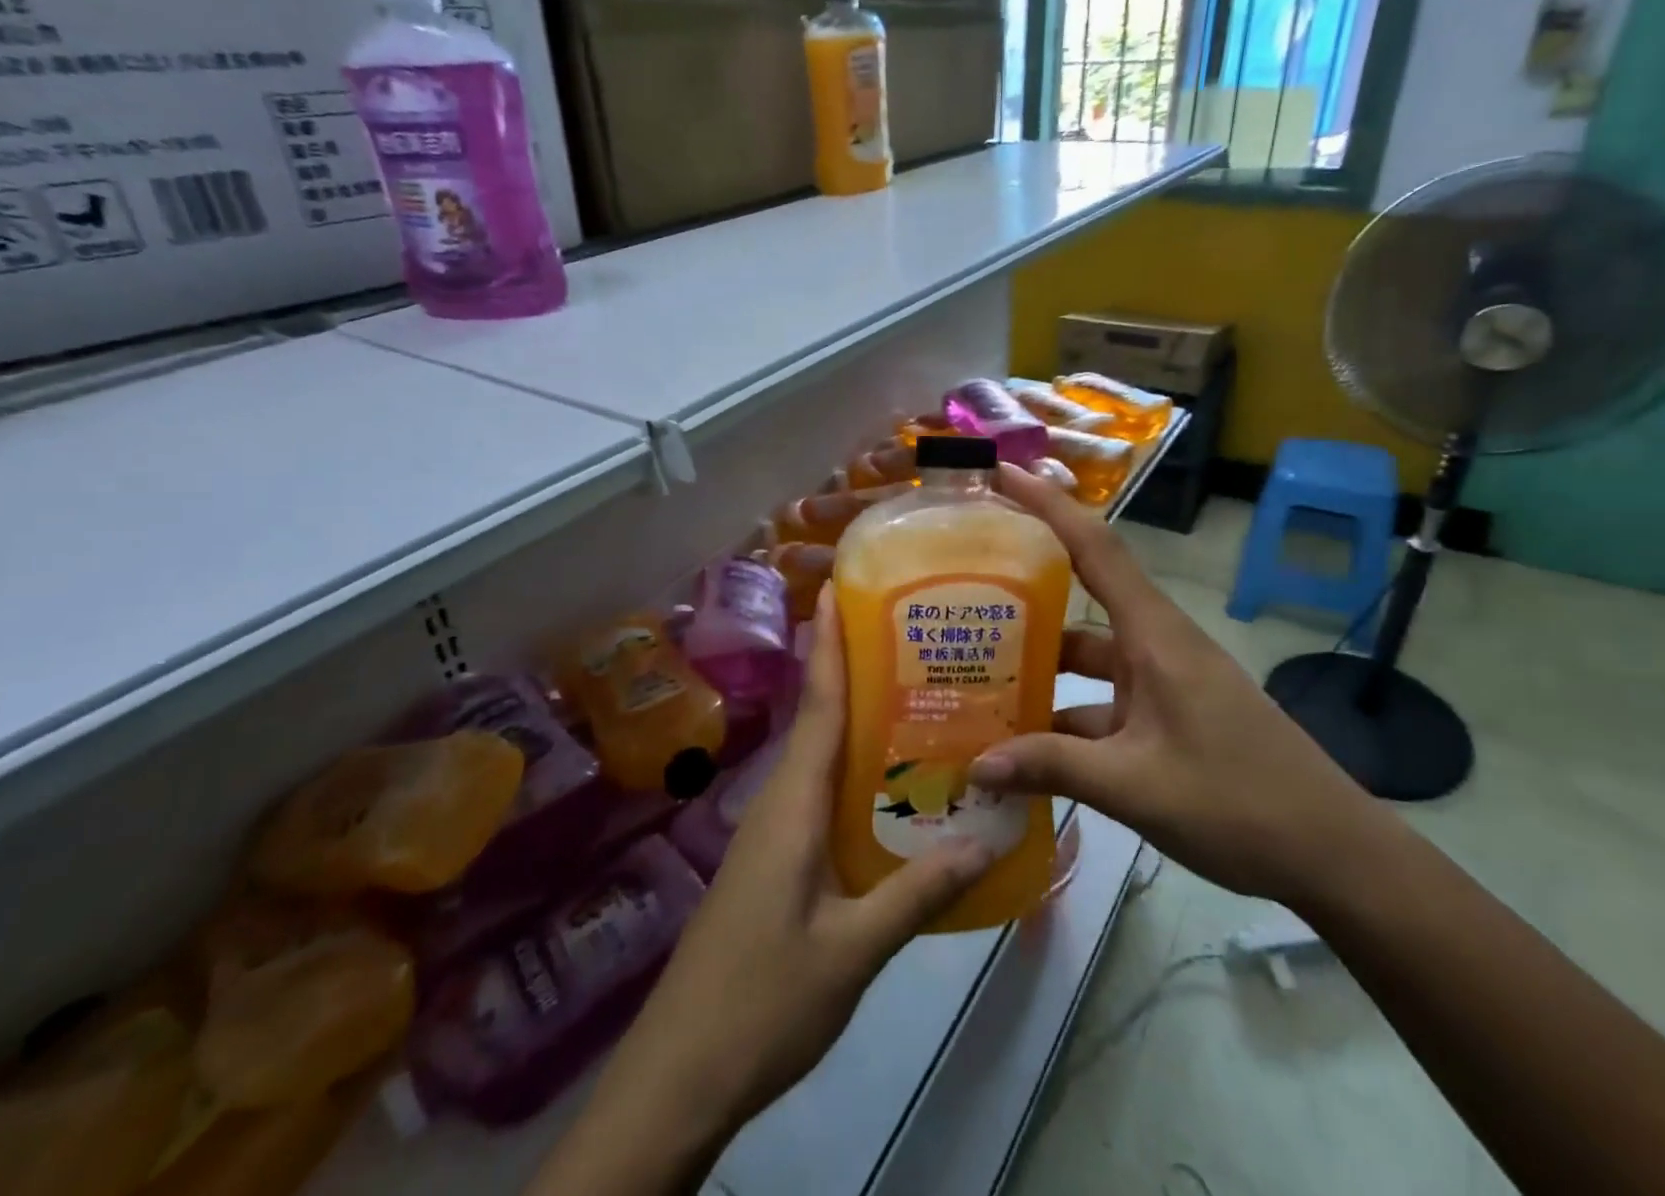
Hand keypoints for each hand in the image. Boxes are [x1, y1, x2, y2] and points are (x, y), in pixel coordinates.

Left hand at [533, 590, 992, 1195]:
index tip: (839, 590)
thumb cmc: (762, 1003)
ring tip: (913, 695)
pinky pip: (816, 793)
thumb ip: (916, 894)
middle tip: (908, 635)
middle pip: (818, 719)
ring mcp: (771, 831)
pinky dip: (850, 770)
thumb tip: (985, 840)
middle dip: (851, 668)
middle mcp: (778, 801)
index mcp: (792, 804)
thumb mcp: (851, 952)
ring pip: (817, 756)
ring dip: (854, 719)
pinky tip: (888, 784)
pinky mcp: (773, 858)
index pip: (816, 706)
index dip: (828, 645)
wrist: (679, 1075)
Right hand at [972, 464, 1391, 907]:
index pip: (1094, 547)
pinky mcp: (1166, 717)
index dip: (1047, 504)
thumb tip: (974, 764)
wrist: (1335, 856)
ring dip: (1039, 665)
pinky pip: (1101, 701)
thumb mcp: (1135, 786)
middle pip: (1081, 596)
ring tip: (974, 674)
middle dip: (1024, 587)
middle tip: (960, 585)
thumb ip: (1052, 767)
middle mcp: (1154, 644)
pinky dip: (1063, 716)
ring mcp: (1161, 682)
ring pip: (1086, 657)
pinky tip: (1022, 745)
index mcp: (1154, 635)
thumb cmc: (1240, 803)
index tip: (1001, 474)